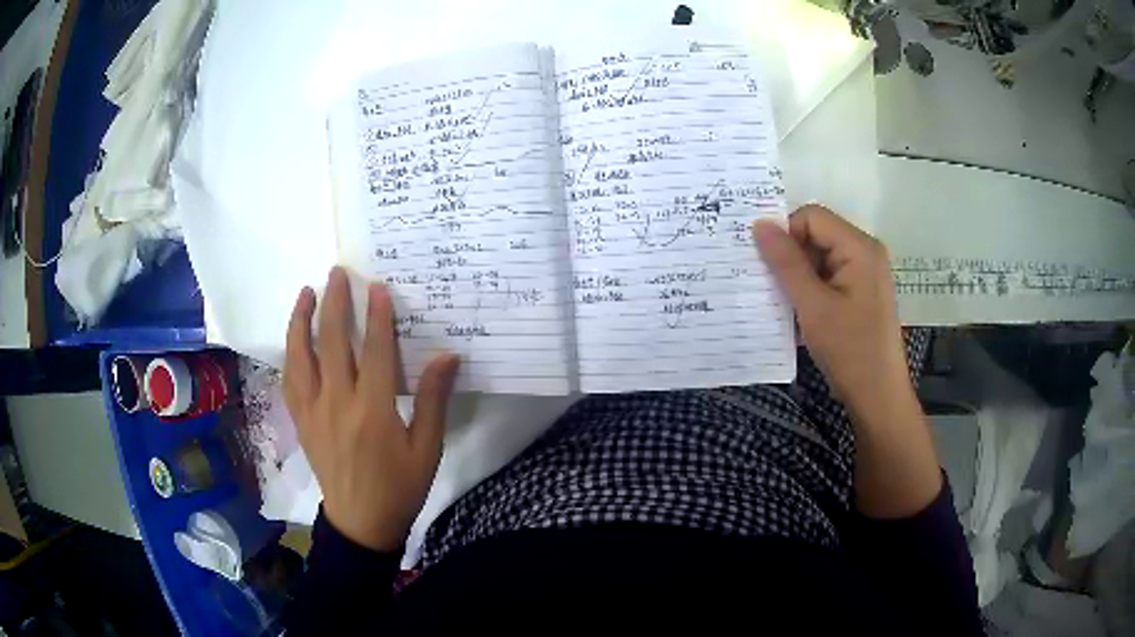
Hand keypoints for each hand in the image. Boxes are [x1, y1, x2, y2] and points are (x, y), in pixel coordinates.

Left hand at [284, 267, 459, 550]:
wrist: (361, 522)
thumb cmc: (400, 487)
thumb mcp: (426, 449)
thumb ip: (432, 400)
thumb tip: (447, 356)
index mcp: (373, 411)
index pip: (374, 351)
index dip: (376, 316)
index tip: (377, 287)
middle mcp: (338, 403)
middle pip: (331, 342)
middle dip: (334, 303)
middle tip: (337, 273)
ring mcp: (313, 411)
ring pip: (301, 356)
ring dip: (302, 320)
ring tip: (306, 292)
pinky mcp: (301, 421)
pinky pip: (290, 380)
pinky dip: (290, 353)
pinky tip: (294, 337)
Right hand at [753, 205, 939, 517]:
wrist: (877, 395)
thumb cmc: (849, 349)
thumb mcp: (813, 305)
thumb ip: (786, 262)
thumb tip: (759, 224)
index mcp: (859, 247)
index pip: (812, 217)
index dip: (785, 233)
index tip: (765, 264)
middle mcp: (865, 251)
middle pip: (817, 233)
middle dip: (791, 255)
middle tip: (768, 283)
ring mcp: (865, 272)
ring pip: (820, 256)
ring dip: (799, 274)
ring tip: (783, 301)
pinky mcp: (862, 291)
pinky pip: (829, 275)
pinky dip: (811, 287)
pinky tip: (799, 311)